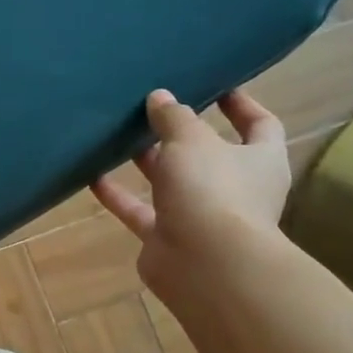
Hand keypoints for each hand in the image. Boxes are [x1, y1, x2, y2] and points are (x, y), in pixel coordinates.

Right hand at [92, 88, 289, 302]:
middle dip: (180, 133)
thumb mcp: (191, 139)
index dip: (241, 104)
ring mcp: (201, 216)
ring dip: (147, 162)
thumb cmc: (213, 190)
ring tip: (119, 135)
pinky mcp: (168, 238)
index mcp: (260, 160)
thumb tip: (160, 97)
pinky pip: (140, 211)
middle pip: (208, 154)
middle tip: (151, 108)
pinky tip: (92, 175)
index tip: (214, 85)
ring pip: (171, 182)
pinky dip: (118, 195)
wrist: (207, 266)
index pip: (260, 125)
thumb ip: (174, 116)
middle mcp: (235, 188)